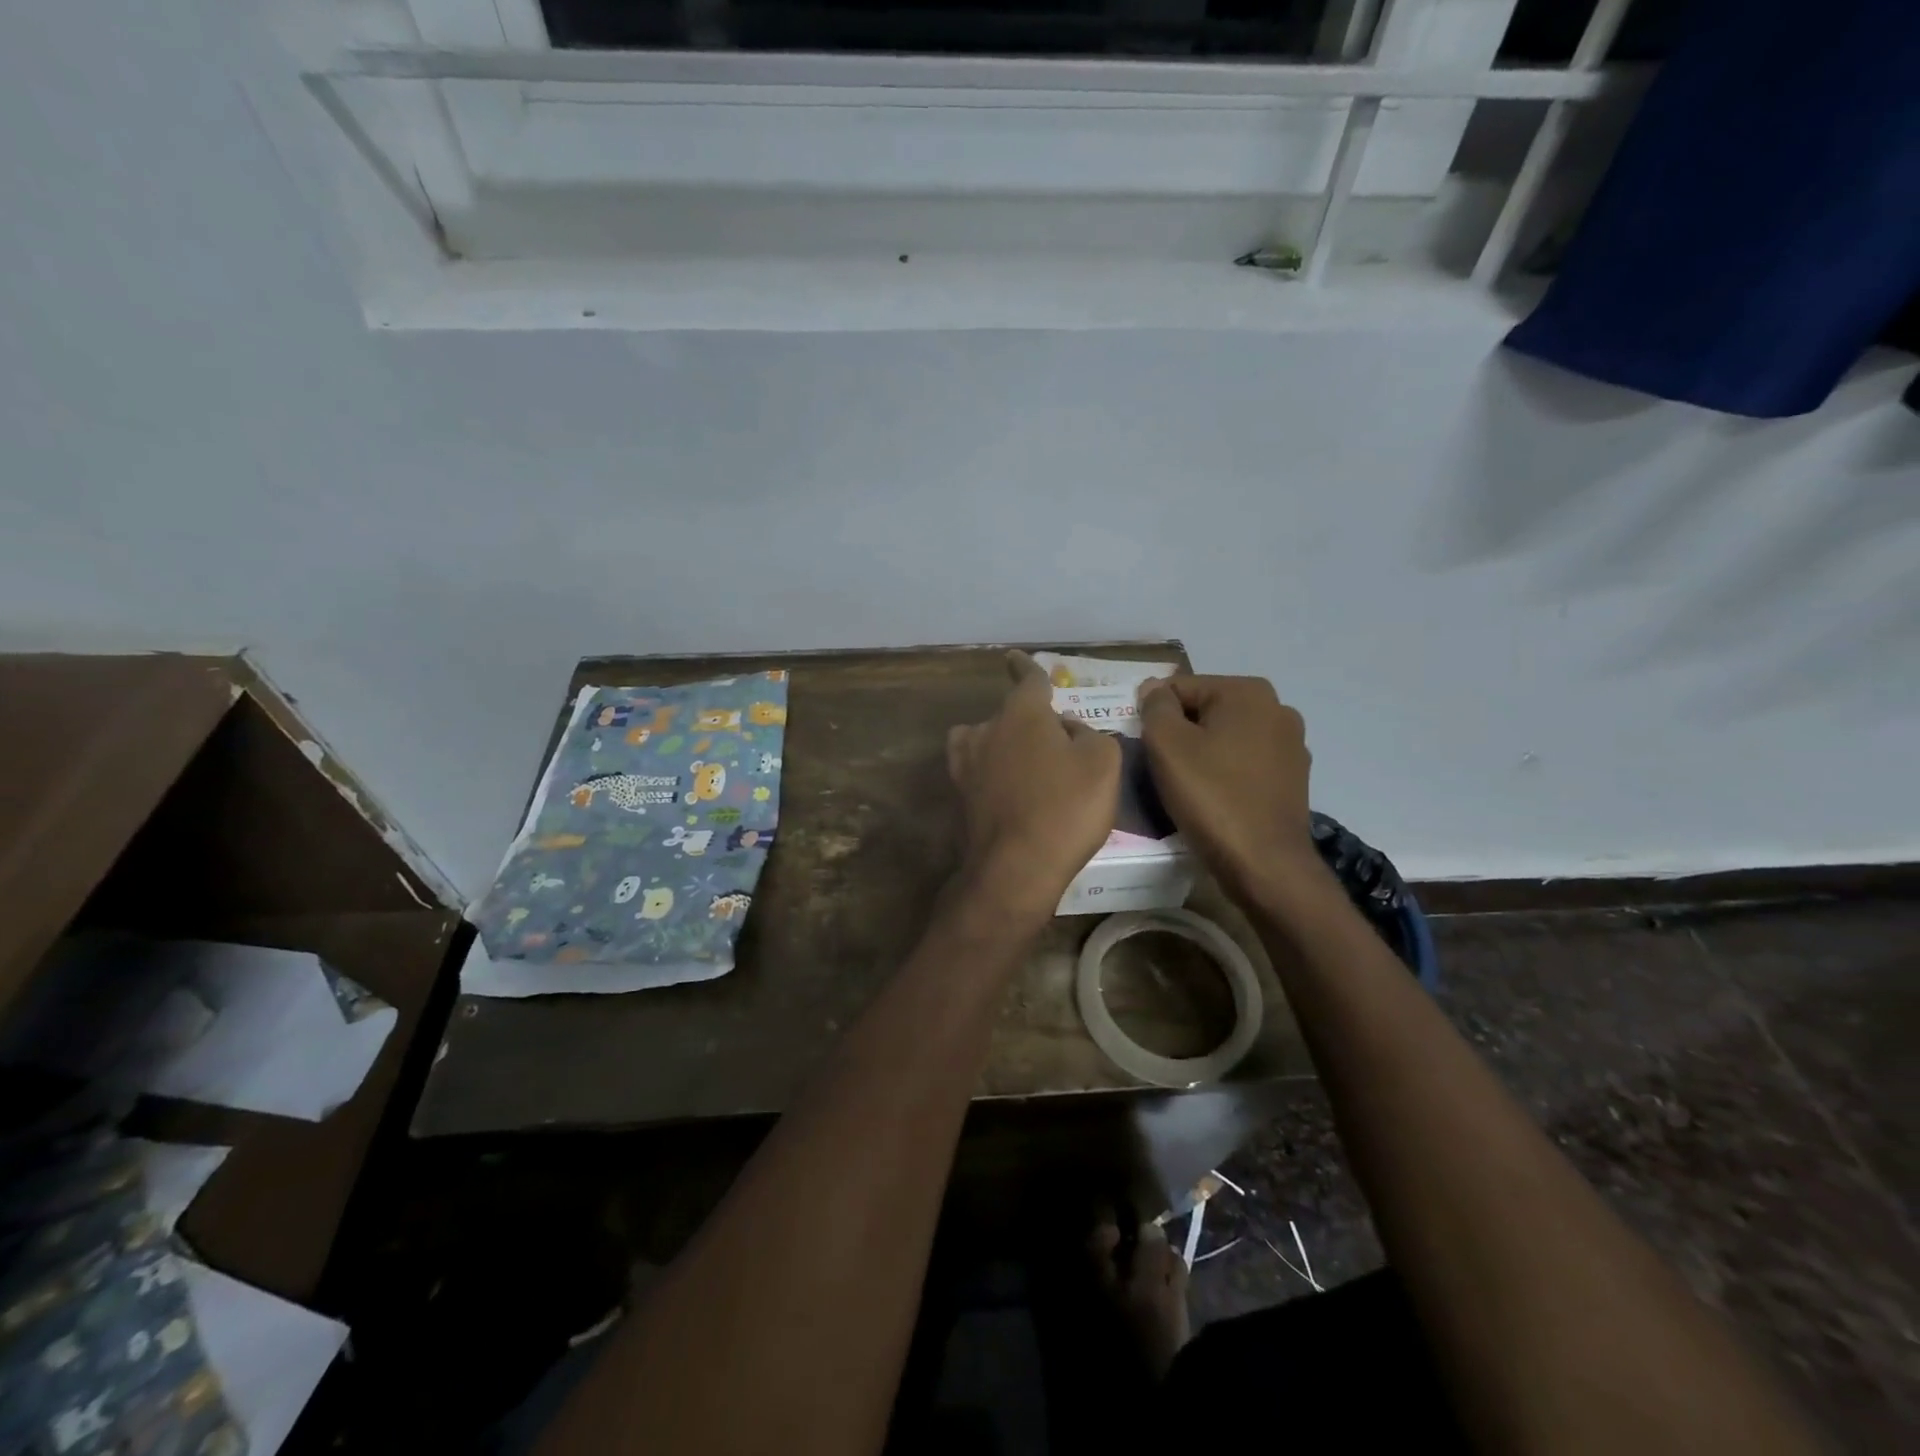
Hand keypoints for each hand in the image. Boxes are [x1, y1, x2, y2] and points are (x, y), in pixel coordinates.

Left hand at [947, 651, 1120, 921]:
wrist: (1017, 867)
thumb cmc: (1066, 807)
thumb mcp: (1102, 762)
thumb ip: (1087, 734)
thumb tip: (1066, 730)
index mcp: (1021, 713)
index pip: (1027, 680)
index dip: (1026, 667)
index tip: (1014, 657)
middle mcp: (987, 730)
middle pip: (1009, 715)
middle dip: (1029, 723)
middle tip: (1057, 748)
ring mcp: (967, 764)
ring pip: (988, 741)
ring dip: (1006, 747)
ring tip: (1032, 770)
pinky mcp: (961, 796)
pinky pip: (981, 771)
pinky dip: (995, 774)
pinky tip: (1014, 792)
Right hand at [1137, 675, 1327, 910]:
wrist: (1263, 864)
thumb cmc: (1211, 797)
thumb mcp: (1167, 745)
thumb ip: (1155, 707)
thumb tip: (1153, 689)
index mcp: (1248, 692)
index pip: (1180, 687)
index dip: (1153, 715)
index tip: (1144, 748)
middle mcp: (1277, 709)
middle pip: (1205, 711)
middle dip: (1179, 734)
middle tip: (1159, 768)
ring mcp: (1290, 746)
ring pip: (1225, 738)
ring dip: (1201, 754)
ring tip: (1183, 787)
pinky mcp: (1292, 779)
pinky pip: (1243, 764)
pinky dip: (1223, 774)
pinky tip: (1211, 799)